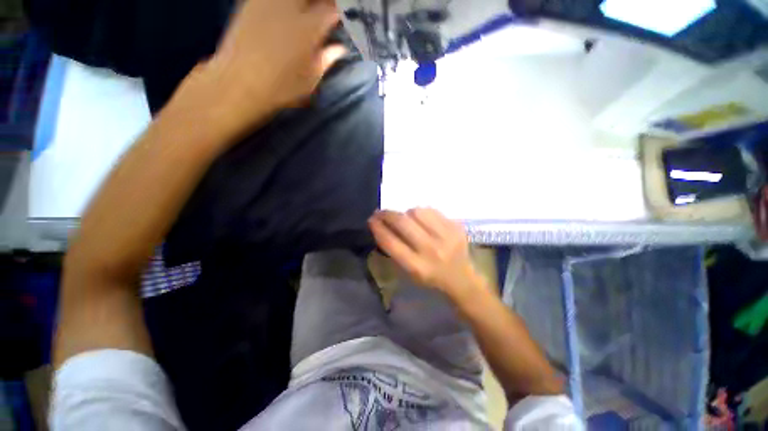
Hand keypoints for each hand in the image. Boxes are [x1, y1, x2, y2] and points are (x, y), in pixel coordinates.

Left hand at [197, 0, 345, 125]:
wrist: (238, 83)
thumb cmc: (280, 88)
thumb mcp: (310, 80)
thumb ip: (326, 60)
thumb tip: (339, 48)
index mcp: (308, 28)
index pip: (332, 8)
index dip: (341, 10)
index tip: (345, 16)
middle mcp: (289, 7)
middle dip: (323, 3)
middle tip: (326, 12)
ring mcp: (268, 1)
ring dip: (304, 3)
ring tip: (308, 12)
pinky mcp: (251, 2)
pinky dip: (285, 5)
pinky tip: (285, 12)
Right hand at [368, 208, 483, 301]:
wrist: (461, 279)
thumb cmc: (430, 277)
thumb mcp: (408, 271)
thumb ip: (395, 249)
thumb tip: (381, 225)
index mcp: (416, 266)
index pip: (390, 242)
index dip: (378, 228)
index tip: (371, 220)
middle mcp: (431, 250)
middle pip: (402, 223)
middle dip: (387, 214)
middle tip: (381, 212)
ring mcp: (446, 236)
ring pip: (417, 212)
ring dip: (406, 213)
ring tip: (406, 218)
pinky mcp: (456, 227)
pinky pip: (431, 210)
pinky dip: (421, 212)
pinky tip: (421, 219)